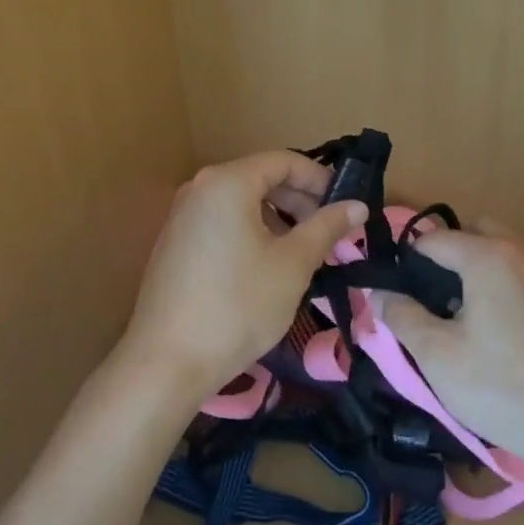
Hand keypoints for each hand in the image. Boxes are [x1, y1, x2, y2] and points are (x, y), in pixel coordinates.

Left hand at [123, 151, 366, 396]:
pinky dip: (252, 232)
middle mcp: (201, 187)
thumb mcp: (293, 265)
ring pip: (243, 202)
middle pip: (262, 178)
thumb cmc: (237, 306)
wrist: (166, 363)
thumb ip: (326, 227)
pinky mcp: (175, 242)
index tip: (345, 208)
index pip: (285, 161)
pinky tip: (268, 267)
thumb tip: (358, 205)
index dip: (321, 180)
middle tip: (330, 235)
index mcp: (228, 182)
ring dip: (279, 219)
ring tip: (304, 254)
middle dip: (301, 202)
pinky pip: (223, 221)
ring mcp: (183, 215)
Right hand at [381, 220, 523, 472]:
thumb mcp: (438, 356)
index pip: (434, 239)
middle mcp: (520, 251)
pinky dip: (504, 282)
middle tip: (433, 296)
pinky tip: (500, 329)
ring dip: (479, 265)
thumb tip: (378, 292)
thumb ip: (402, 317)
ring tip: (464, 313)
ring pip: (503, 249)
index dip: (408, 260)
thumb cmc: (501, 388)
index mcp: (487, 256)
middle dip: (449, 252)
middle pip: (475, 231)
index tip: (396, 290)